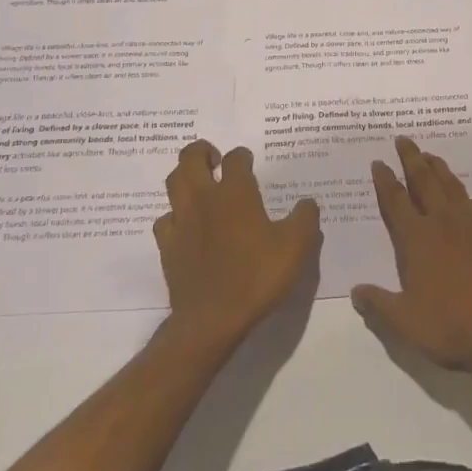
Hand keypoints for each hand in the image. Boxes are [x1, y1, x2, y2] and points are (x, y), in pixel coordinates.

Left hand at [153, 140, 320, 353]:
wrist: (213, 319)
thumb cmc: (257, 276)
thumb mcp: (296, 247)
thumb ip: (305, 218)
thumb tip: (307, 203)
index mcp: (235, 192)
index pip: (236, 158)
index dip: (243, 156)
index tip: (249, 163)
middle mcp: (204, 198)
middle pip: (191, 157)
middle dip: (203, 151)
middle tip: (216, 160)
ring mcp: (181, 221)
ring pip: (173, 182)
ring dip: (185, 176)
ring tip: (200, 184)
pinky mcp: (167, 246)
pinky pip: (164, 219)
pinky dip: (174, 215)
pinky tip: (185, 224)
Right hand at [351, 136, 471, 378]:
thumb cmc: (449, 326)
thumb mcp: (404, 323)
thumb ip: (378, 304)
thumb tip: (355, 290)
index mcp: (417, 239)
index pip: (395, 200)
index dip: (385, 180)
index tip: (378, 162)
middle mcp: (444, 222)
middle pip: (424, 181)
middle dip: (411, 158)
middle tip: (403, 139)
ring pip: (453, 187)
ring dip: (440, 169)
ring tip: (432, 156)